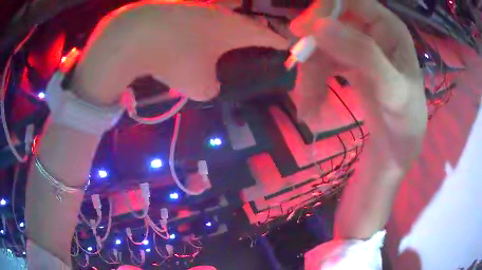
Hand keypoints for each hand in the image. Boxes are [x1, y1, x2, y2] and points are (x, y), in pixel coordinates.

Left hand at [71, 1, 289, 104]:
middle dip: (251, 34)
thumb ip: (211, 87)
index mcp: (234, 29)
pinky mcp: (174, 7)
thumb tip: (208, 83)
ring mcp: (195, 6)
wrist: (132, 35)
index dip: (280, 43)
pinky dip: (195, 29)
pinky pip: (193, 18)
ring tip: (216, 45)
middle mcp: (219, 12)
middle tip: (252, 46)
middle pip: (243, 23)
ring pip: (217, 18)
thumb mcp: (198, 85)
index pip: (267, 35)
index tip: (288, 48)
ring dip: (221, 30)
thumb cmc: (174, 58)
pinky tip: (185, 39)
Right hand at [290, 0, 426, 167]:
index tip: (303, 31)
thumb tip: (318, 26)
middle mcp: (371, 30)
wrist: (398, 148)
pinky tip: (311, 106)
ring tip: (308, 106)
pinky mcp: (347, 63)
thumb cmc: (406, 121)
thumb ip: (363, 54)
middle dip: (314, 48)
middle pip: (330, 21)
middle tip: (299, 68)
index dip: (324, 8)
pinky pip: (321, 63)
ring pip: (321, 45)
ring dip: (310, 74)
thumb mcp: (392, 90)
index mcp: (388, 27)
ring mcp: (358, 46)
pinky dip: (312, 83)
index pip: (349, 0)